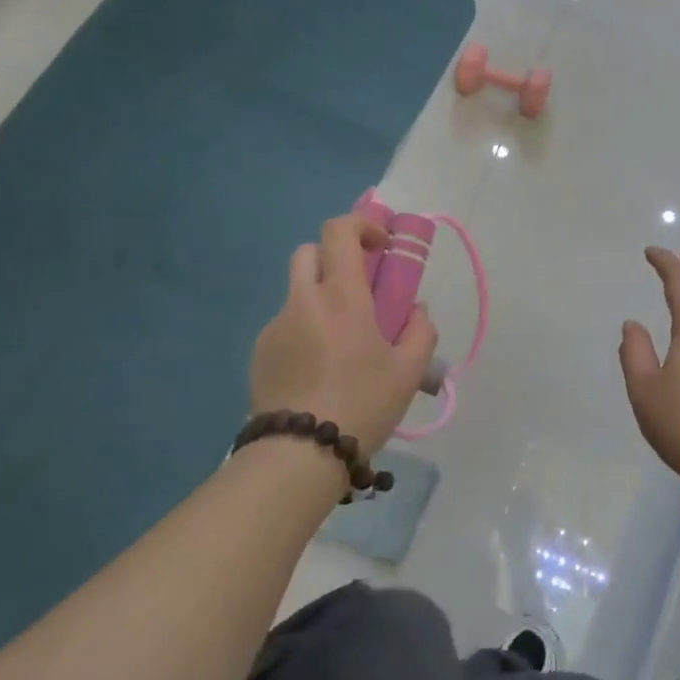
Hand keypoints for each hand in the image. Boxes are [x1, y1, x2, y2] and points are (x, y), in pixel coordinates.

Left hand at [250, 215, 438, 452]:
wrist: (299, 454)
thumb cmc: (363, 404)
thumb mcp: (410, 371)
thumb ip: (421, 331)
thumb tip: (416, 311)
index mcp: (340, 296)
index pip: (339, 231)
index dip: (361, 226)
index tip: (382, 247)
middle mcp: (302, 300)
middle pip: (310, 252)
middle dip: (335, 258)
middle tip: (359, 289)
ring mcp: (275, 326)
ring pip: (296, 291)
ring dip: (320, 298)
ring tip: (342, 343)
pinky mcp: (259, 353)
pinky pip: (285, 325)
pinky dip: (304, 330)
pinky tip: (319, 370)